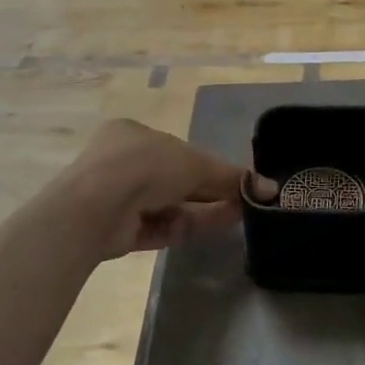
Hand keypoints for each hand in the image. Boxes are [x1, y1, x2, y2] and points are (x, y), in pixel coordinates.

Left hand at [52, 119, 246, 259]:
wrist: (95, 208)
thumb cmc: (144, 165)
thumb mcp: (196, 164)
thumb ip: (232, 176)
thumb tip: (270, 187)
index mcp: (133, 134)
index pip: (177, 149)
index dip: (207, 164)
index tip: (232, 178)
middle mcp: (121, 163)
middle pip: (175, 179)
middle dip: (209, 190)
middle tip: (242, 200)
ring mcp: (116, 198)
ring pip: (168, 204)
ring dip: (202, 209)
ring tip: (236, 214)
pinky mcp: (116, 230)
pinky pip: (157, 226)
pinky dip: (183, 226)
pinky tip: (212, 226)